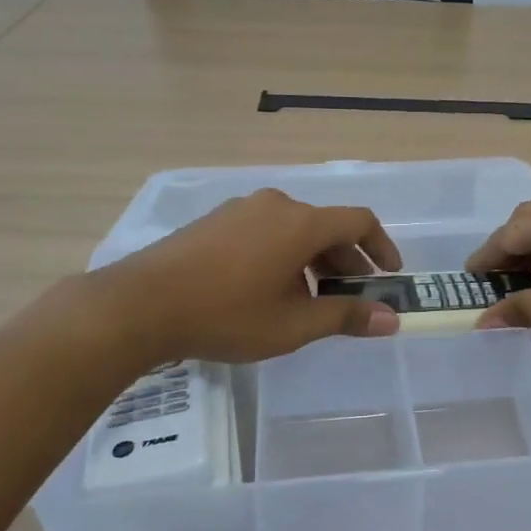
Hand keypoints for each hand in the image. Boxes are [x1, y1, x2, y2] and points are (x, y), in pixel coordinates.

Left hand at [102, 189, 401, 362]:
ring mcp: (241, 210)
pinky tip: (269, 290)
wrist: (139, 305)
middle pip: (325, 226)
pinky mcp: (215, 222)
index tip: (390, 275)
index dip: (381, 246)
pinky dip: (283, 254)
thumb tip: (392, 318)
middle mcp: (275, 205)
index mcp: (300, 223)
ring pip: (294, 229)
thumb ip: (345, 316)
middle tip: (353, 295)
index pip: (358, 221)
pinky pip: (265, 231)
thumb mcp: (293, 325)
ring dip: (313, 260)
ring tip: (310, 299)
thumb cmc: (226, 314)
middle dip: (346, 260)